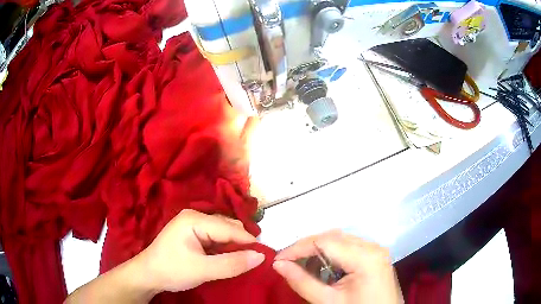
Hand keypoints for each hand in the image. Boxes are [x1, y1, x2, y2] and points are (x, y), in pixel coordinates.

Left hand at [135, 209, 264, 292]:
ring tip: (243, 263)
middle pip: (228, 228)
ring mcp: (194, 225)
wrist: (148, 276)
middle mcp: (196, 217)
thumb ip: (232, 264)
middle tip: (253, 263)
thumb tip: (261, 256)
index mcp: (195, 219)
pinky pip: (216, 240)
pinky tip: (229, 260)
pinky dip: (225, 250)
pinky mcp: (194, 235)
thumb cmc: (171, 270)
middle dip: (241, 245)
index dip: (248, 243)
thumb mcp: (202, 270)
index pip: (230, 228)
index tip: (264, 258)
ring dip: (234, 248)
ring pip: (224, 234)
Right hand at [273, 230, 403, 303]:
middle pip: (333, 237)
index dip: (297, 248)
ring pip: (341, 241)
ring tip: (303, 266)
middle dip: (307, 248)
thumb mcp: (328, 302)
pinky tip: (323, 268)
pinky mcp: (376, 256)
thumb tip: (278, 265)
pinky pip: (350, 248)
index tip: (278, 260)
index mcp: (365, 257)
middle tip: (288, 263)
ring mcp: (376, 250)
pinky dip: (332, 254)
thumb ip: (302, 282)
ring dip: (319, 250)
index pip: (325, 241)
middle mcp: (373, 247)